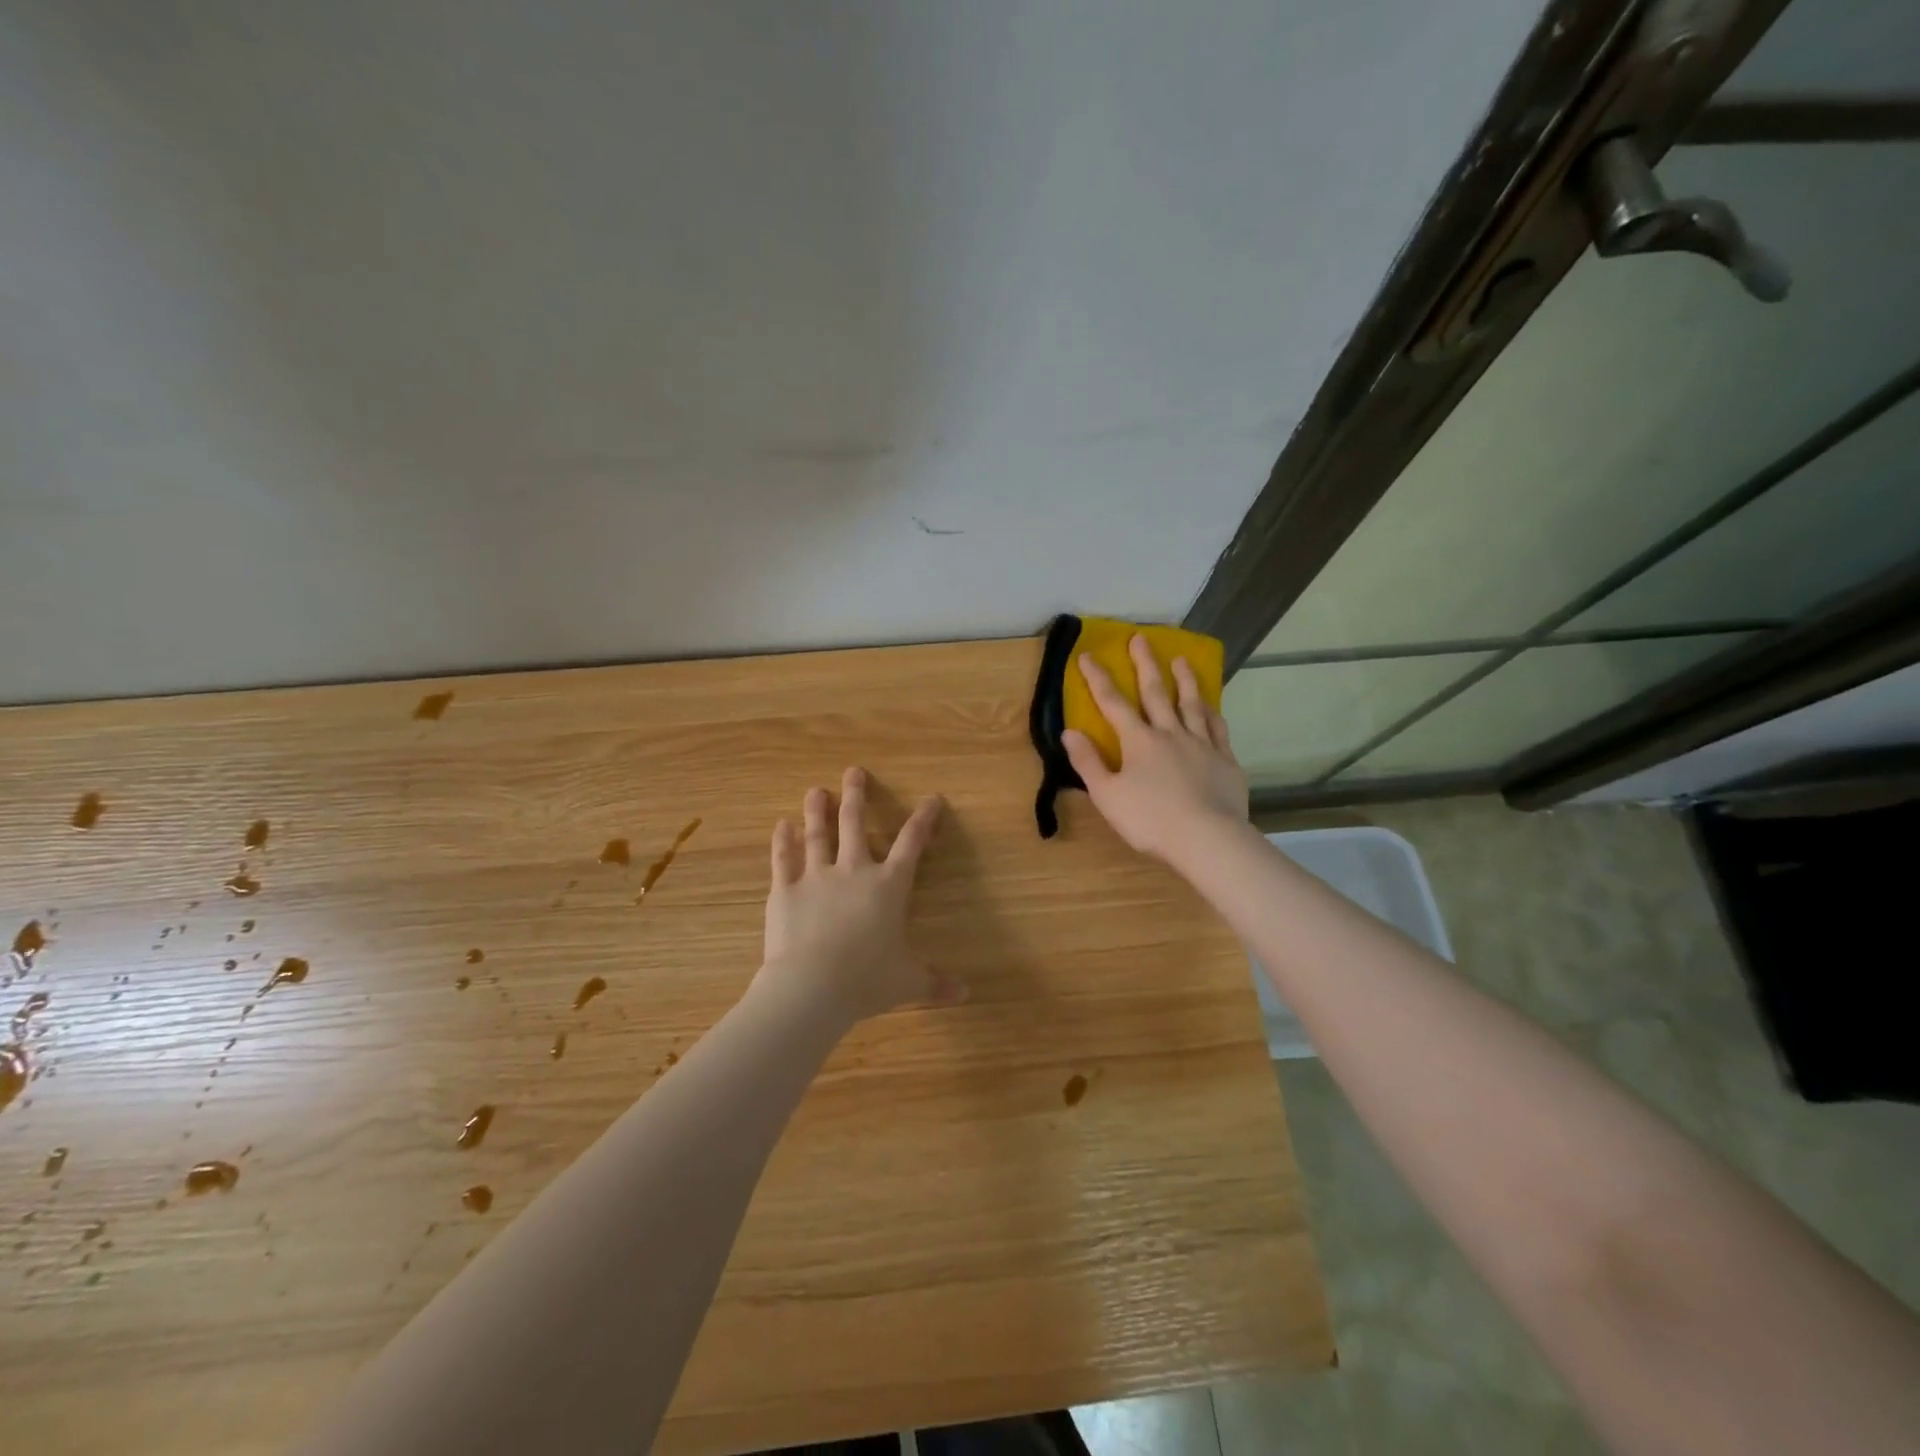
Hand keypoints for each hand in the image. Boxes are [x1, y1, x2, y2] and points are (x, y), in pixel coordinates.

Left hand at [756, 767, 965, 1023]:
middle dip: (857, 796)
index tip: (931, 798)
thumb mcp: (908, 983)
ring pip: (818, 835)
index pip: (912, 844)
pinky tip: (781, 825)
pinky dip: (783, 841)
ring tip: (816, 790)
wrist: (812, 987)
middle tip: (854, 771)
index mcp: (889, 887)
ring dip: (818, 810)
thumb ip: (935, 984)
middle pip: (856, 825)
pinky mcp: (785, 890)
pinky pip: (784, 859)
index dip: (923, 819)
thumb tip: (965, 995)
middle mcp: (854, 871)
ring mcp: (816, 877)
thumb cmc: (867, 980)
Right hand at [1061, 634, 1248, 863]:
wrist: (1207, 838)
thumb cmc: (1150, 820)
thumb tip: (1070, 731)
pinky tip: (1211, 706)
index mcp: (1139, 741)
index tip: (1087, 655)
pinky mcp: (1225, 760)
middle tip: (1141, 638)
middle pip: (1156, 692)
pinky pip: (1218, 728)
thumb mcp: (1107, 795)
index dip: (1098, 679)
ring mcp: (1201, 744)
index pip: (1113, 703)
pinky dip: (1212, 713)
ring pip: (1192, 704)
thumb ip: (1088, 762)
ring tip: (1181, 660)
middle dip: (1145, 664)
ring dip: (1185, 680)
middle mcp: (1170, 733)